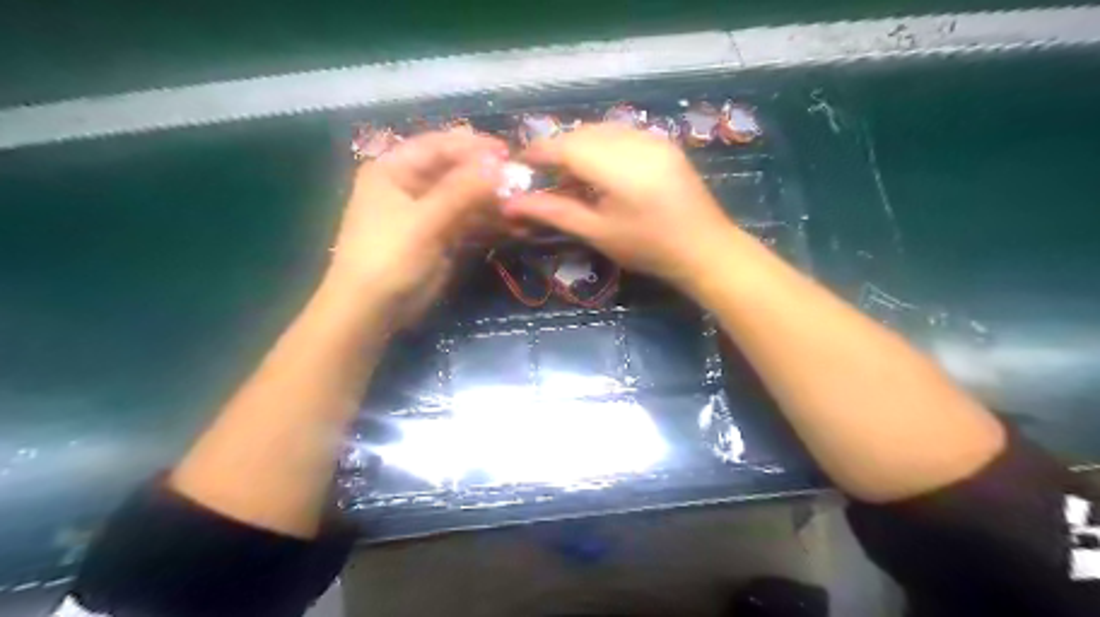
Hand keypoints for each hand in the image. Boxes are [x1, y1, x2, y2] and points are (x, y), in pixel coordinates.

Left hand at [326, 129, 510, 327]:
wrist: (373, 311)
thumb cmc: (388, 258)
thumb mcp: (424, 221)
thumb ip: (462, 191)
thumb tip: (500, 165)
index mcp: (394, 170)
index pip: (438, 146)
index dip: (472, 146)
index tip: (508, 152)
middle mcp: (411, 185)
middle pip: (455, 171)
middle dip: (487, 175)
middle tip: (522, 178)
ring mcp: (428, 213)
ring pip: (466, 197)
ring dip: (493, 200)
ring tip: (524, 202)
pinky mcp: (441, 237)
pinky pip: (470, 222)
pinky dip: (490, 222)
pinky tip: (514, 223)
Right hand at [505, 126, 742, 292]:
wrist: (705, 248)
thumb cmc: (648, 248)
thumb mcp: (598, 233)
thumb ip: (554, 212)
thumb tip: (512, 204)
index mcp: (618, 167)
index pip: (566, 146)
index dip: (538, 152)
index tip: (520, 165)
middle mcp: (636, 142)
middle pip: (582, 133)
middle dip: (558, 149)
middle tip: (544, 176)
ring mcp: (653, 138)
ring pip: (602, 130)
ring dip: (579, 146)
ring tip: (570, 175)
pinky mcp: (663, 142)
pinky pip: (621, 133)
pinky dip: (601, 145)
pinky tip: (599, 170)